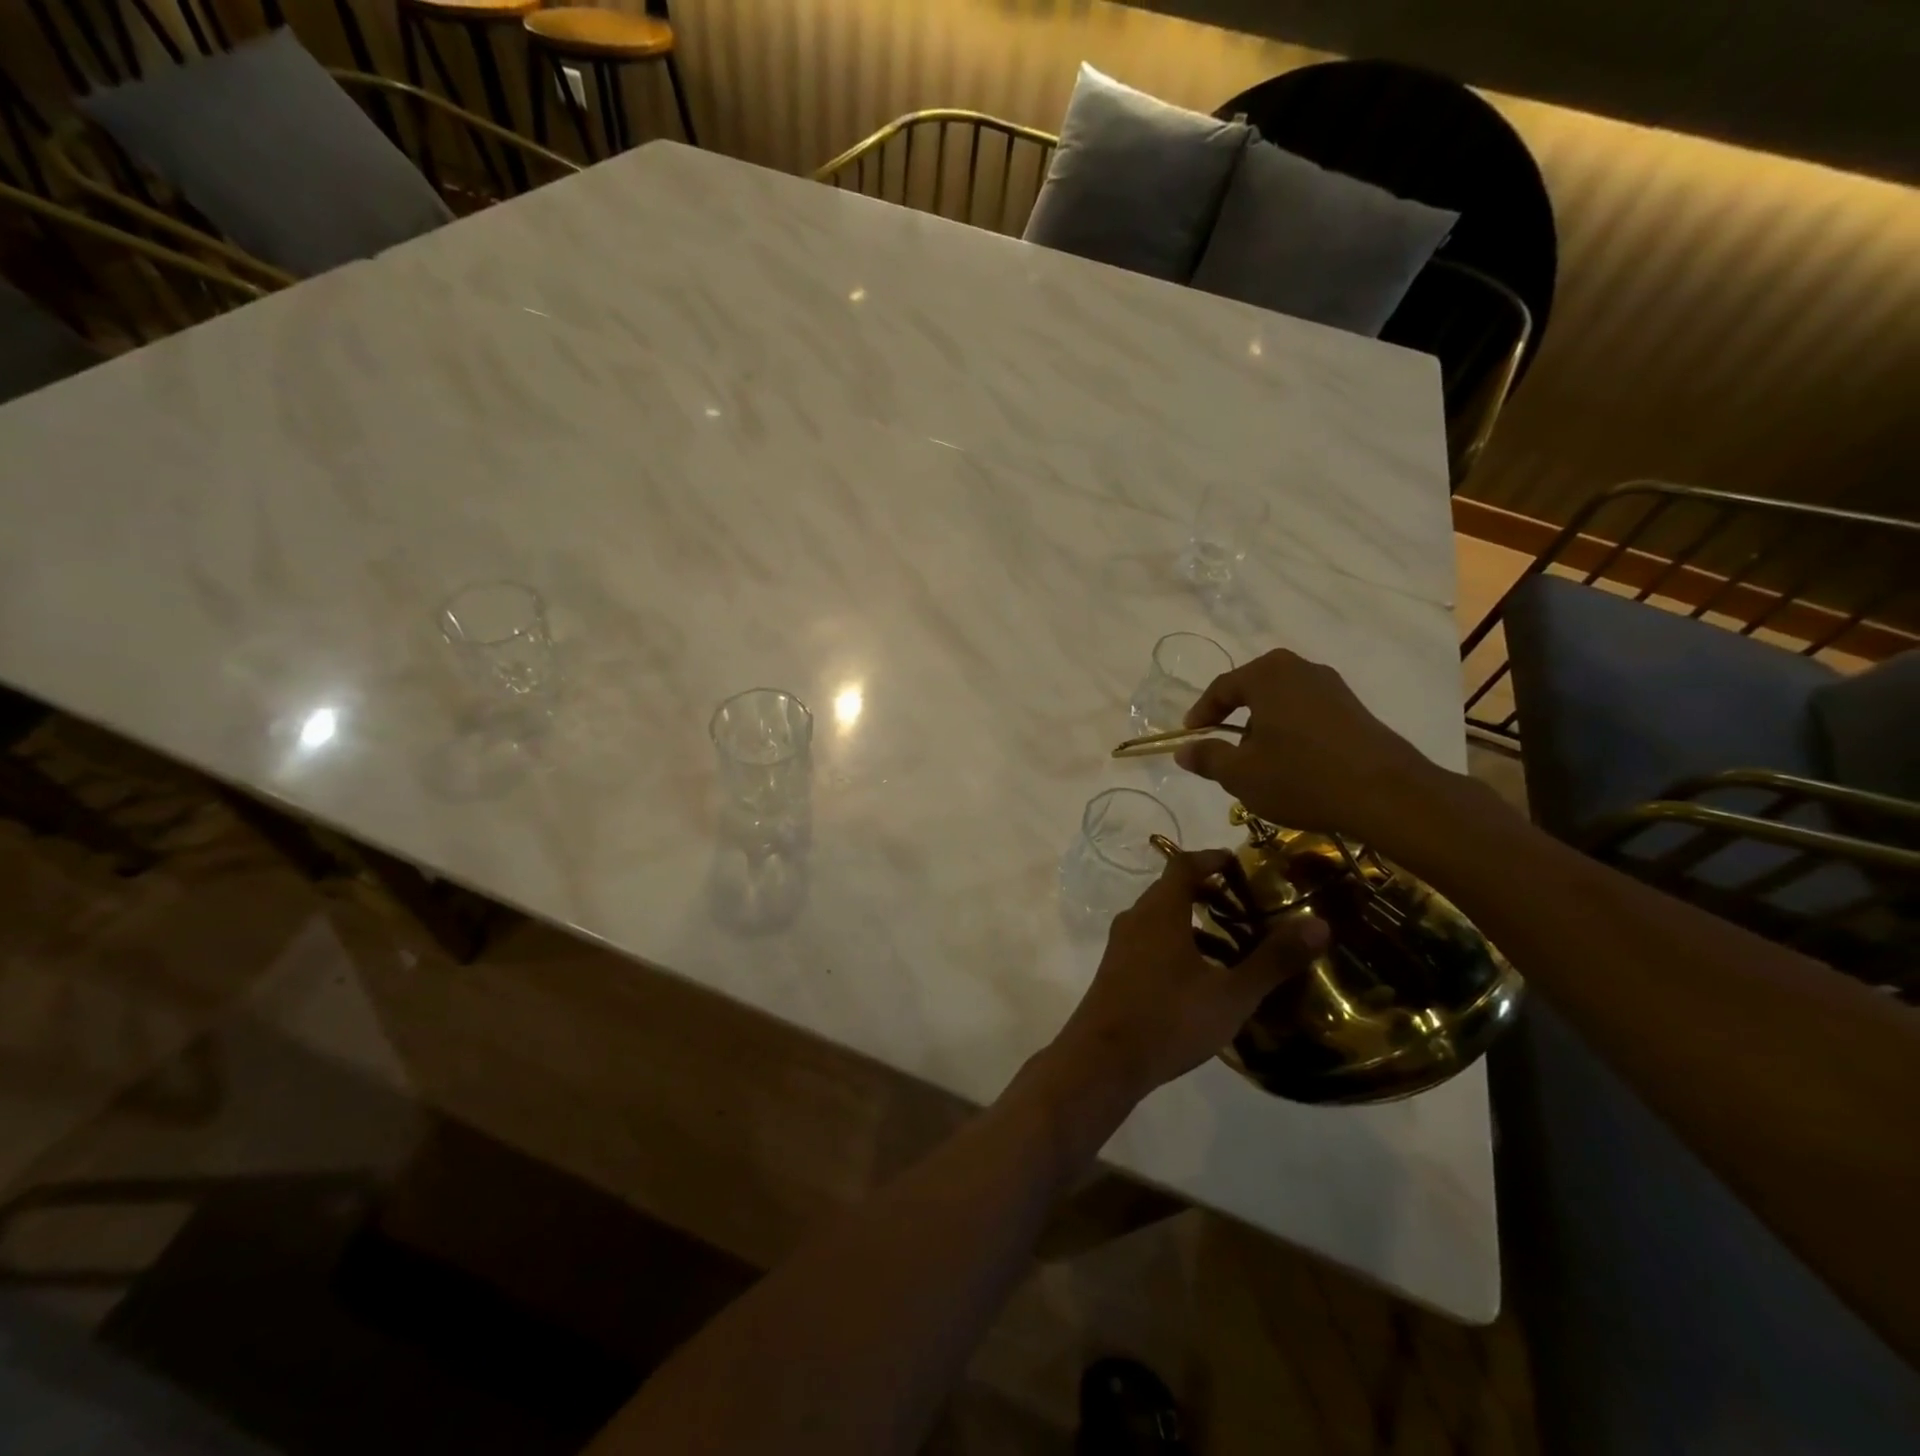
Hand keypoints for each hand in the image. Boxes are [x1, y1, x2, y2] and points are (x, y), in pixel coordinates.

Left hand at [1050, 850, 1328, 1103]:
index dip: (1212, 858)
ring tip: (1234, 949)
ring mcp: (1121, 945)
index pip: (1183, 865)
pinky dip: (1178, 946)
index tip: (1240, 863)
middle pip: (1171, 890)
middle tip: (1247, 908)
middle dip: (1208, 893)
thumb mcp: (1231, 993)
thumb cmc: (1170, 1018)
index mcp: (1160, 911)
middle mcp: (1136, 919)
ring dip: (1195, 925)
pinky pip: (1151, 942)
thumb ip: (1273, 959)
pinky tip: (1203, 980)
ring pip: (1161, 920)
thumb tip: (1319, 924)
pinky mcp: (1116, 970)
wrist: (1103, 1060)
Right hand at [1174, 648, 1444, 845]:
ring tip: (1257, 761)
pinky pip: (1307, 713)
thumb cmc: (1300, 777)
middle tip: (1222, 747)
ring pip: (1281, 701)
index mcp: (1267, 674)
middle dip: (1234, 718)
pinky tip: (1292, 763)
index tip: (1190, 736)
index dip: (1201, 713)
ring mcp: (1332, 687)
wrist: (1386, 794)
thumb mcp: (1240, 774)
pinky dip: (1290, 732)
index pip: (1221, 687)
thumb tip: (1183, 750)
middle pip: (1253, 689)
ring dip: (1263, 726)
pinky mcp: (1354, 708)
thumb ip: (1207, 758)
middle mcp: (1300, 668)